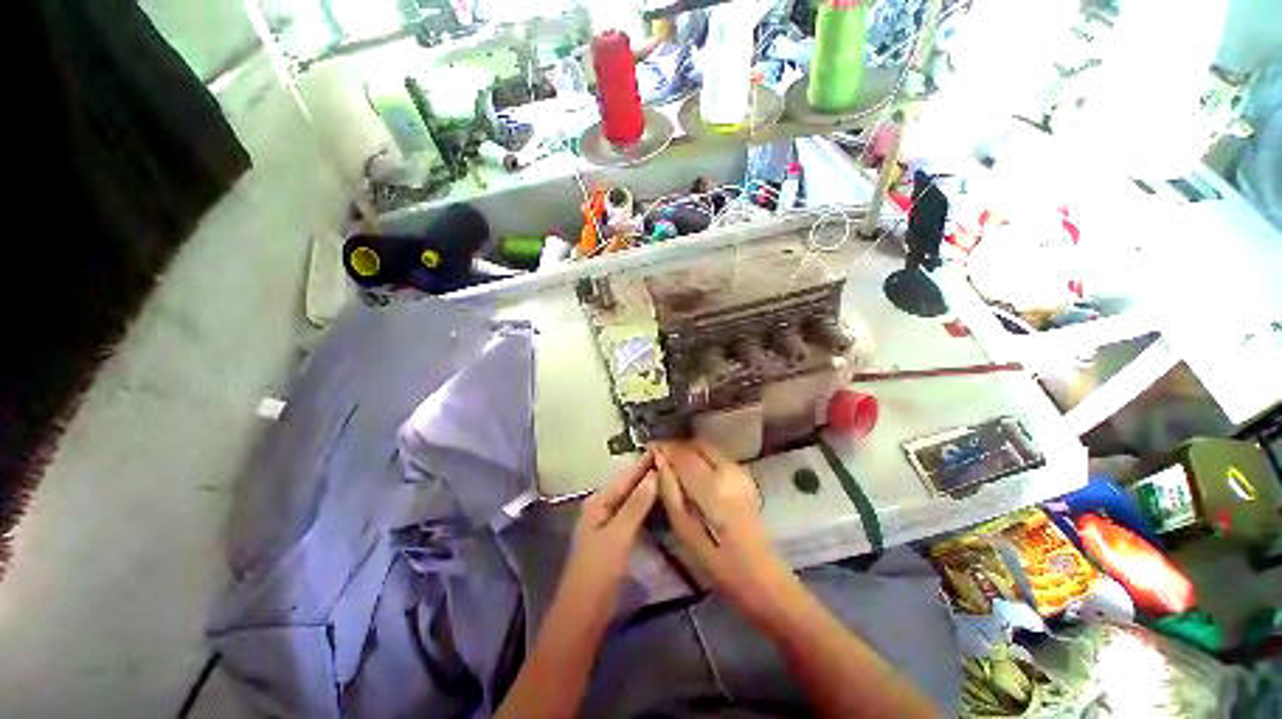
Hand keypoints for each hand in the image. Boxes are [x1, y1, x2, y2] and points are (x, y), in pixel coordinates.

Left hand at [558, 454, 658, 611]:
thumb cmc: (598, 571)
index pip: (625, 476)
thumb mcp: (618, 535)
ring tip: (672, 478)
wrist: (582, 615)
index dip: (643, 463)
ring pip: (632, 499)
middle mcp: (601, 507)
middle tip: (674, 462)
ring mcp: (608, 523)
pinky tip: (661, 504)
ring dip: (649, 490)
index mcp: (598, 501)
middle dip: (648, 474)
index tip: (665, 448)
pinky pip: (633, 514)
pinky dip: (646, 507)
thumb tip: (653, 474)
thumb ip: (636, 504)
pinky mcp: (615, 538)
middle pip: (628, 485)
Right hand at [653, 440, 794, 620]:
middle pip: (697, 445)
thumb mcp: (684, 531)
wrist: (762, 578)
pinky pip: (717, 456)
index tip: (648, 448)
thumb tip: (658, 461)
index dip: (664, 448)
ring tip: (672, 463)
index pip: (684, 454)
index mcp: (714, 488)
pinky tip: (691, 471)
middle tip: (659, 456)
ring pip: (708, 448)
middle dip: (676, 447)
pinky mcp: (746, 477)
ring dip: (688, 450)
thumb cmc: (718, 564)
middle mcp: (729, 472)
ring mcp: (741, 473)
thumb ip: (670, 491)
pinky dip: (701, 456)